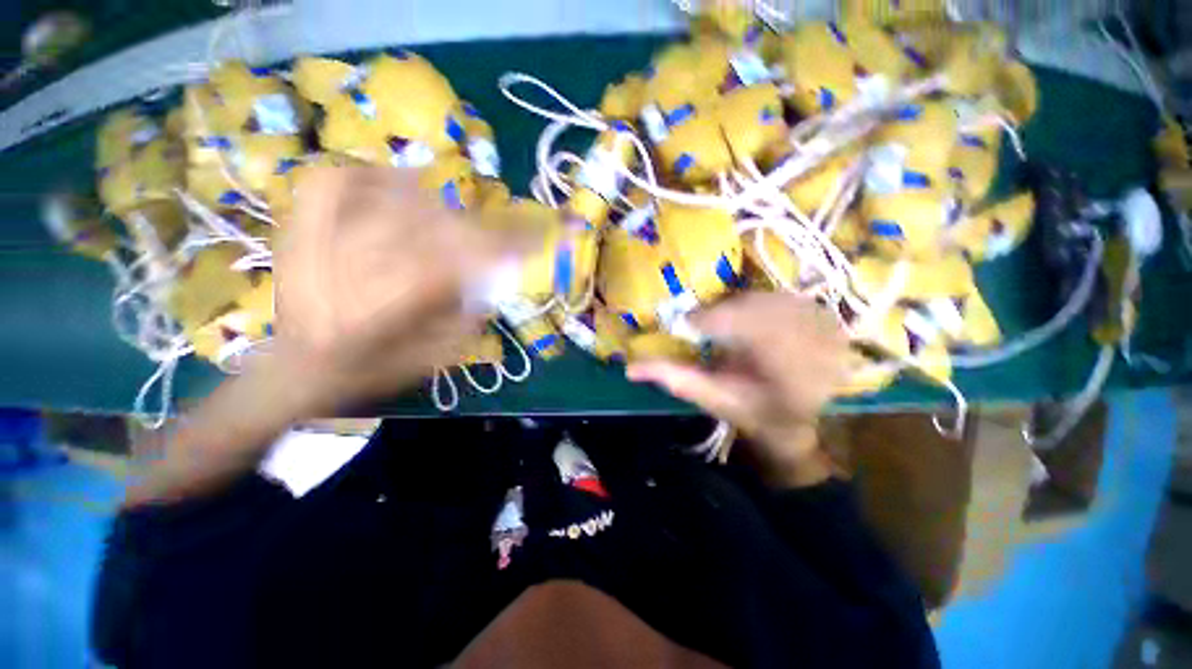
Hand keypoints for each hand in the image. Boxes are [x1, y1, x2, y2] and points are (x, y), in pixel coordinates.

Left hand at [271, 166, 521, 418]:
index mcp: (382, 312)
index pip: (456, 262)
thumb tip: (496, 275)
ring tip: (451, 222)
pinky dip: (376, 175)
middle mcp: (346, 269)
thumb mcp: (434, 359)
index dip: (504, 244)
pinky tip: (399, 186)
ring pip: (391, 200)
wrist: (295, 366)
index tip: (539, 235)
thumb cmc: (372, 370)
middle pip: (431, 228)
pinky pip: (341, 179)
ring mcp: (314, 238)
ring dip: (438, 207)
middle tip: (497, 240)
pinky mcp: (297, 222)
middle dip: (478, 231)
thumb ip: (469, 317)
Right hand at [626, 293, 849, 485]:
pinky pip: (784, 298)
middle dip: (724, 316)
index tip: (691, 327)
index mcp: (780, 370)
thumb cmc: (749, 413)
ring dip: (742, 310)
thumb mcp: (708, 398)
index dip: (707, 321)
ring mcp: (825, 328)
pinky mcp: (830, 320)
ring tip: (735, 332)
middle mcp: (810, 343)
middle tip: (712, 331)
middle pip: (751, 306)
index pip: (737, 323)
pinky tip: (758, 326)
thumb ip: (673, 379)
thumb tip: (631, 367)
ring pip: (766, 297)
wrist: (795, 423)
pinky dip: (763, 306)